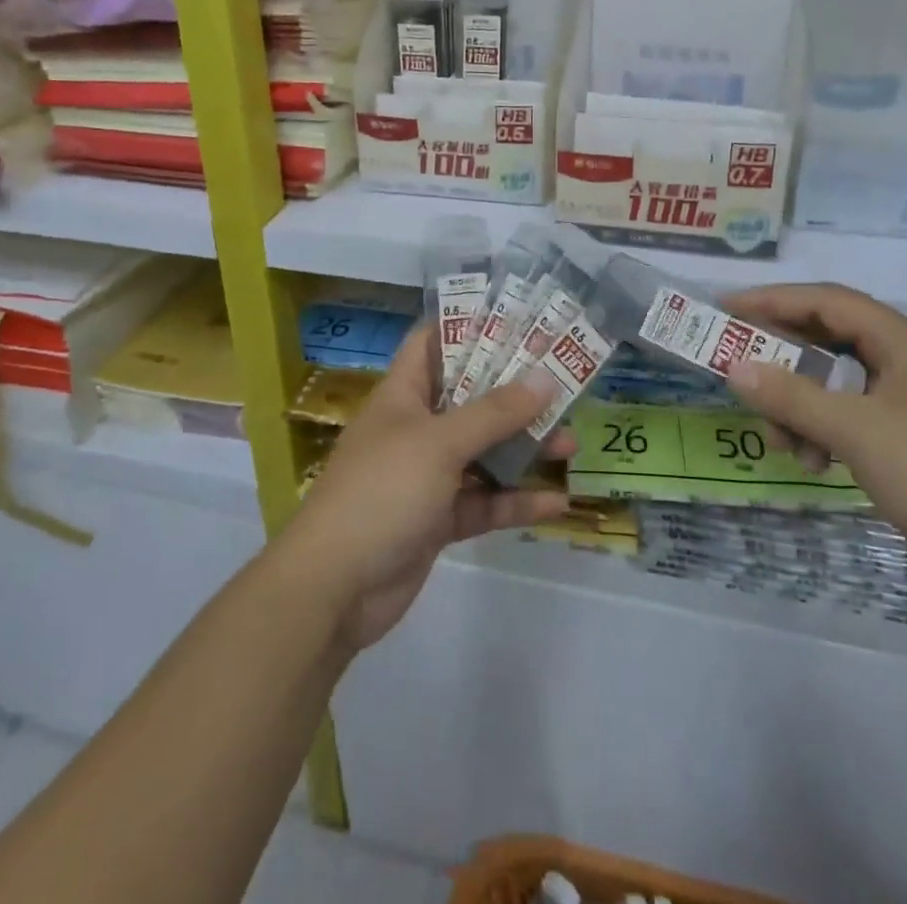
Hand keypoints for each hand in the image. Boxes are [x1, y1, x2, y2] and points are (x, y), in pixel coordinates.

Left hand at [280, 326, 575, 652]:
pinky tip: (556, 502)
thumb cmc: (382, 491)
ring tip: (571, 443)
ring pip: (483, 452)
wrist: (335, 587)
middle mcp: (416, 428)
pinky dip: (515, 501)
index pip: (433, 344)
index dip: (469, 327)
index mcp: (403, 395)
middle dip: (514, 392)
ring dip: (524, 448)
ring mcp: (427, 476)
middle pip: (470, 398)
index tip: (517, 320)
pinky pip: (484, 502)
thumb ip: (494, 413)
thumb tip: (545, 378)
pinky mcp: (439, 519)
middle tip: (562, 383)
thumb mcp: (439, 443)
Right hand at [723, 284, 906, 614]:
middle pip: (832, 342)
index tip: (726, 309)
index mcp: (906, 344)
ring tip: (780, 441)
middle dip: (783, 361)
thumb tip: (734, 367)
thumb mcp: (857, 432)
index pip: (827, 301)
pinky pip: (859, 420)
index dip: (773, 300)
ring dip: (802, 405)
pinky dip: (828, 433)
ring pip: (842, 386)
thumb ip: (792, 396)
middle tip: (741, 376)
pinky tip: (813, 463)